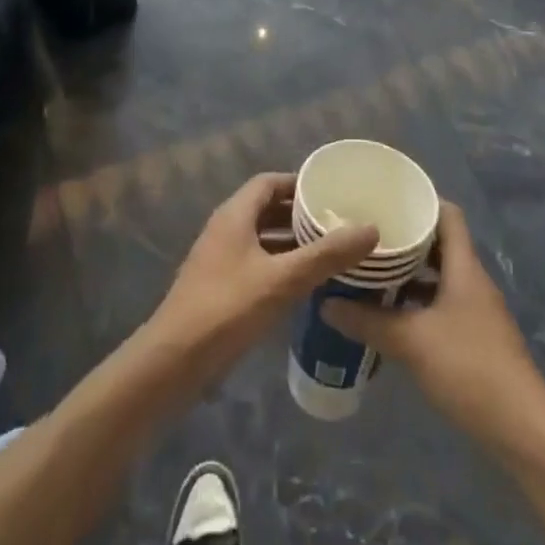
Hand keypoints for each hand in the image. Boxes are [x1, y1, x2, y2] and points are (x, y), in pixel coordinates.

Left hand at [149, 173, 378, 385]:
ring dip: (291, 243)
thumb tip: (370, 228)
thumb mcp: (283, 280)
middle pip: (266, 209)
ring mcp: (219, 259)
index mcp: (235, 214)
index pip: (269, 182)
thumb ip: (326, 255)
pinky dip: (279, 266)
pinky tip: (303, 286)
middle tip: (337, 223)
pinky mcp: (219, 288)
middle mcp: (225, 229)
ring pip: (261, 239)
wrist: (174, 361)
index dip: (299, 183)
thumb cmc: (228, 308)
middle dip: (300, 214)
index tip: (331, 193)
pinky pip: (255, 264)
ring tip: (329, 253)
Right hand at [322, 203, 539, 439]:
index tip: (385, 200)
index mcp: (464, 267)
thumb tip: (327, 303)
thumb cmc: (470, 369)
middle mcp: (472, 281)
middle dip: (404, 239)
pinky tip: (390, 317)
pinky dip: (416, 305)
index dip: (420, 201)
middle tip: (366, 237)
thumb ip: (368, 321)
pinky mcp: (475, 340)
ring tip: (370, 273)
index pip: (447, 213)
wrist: (524, 432)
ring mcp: (476, 312)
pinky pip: (441, 306)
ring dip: (408, 275)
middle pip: (439, 245)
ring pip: (438, 278)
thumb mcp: (412, 342)